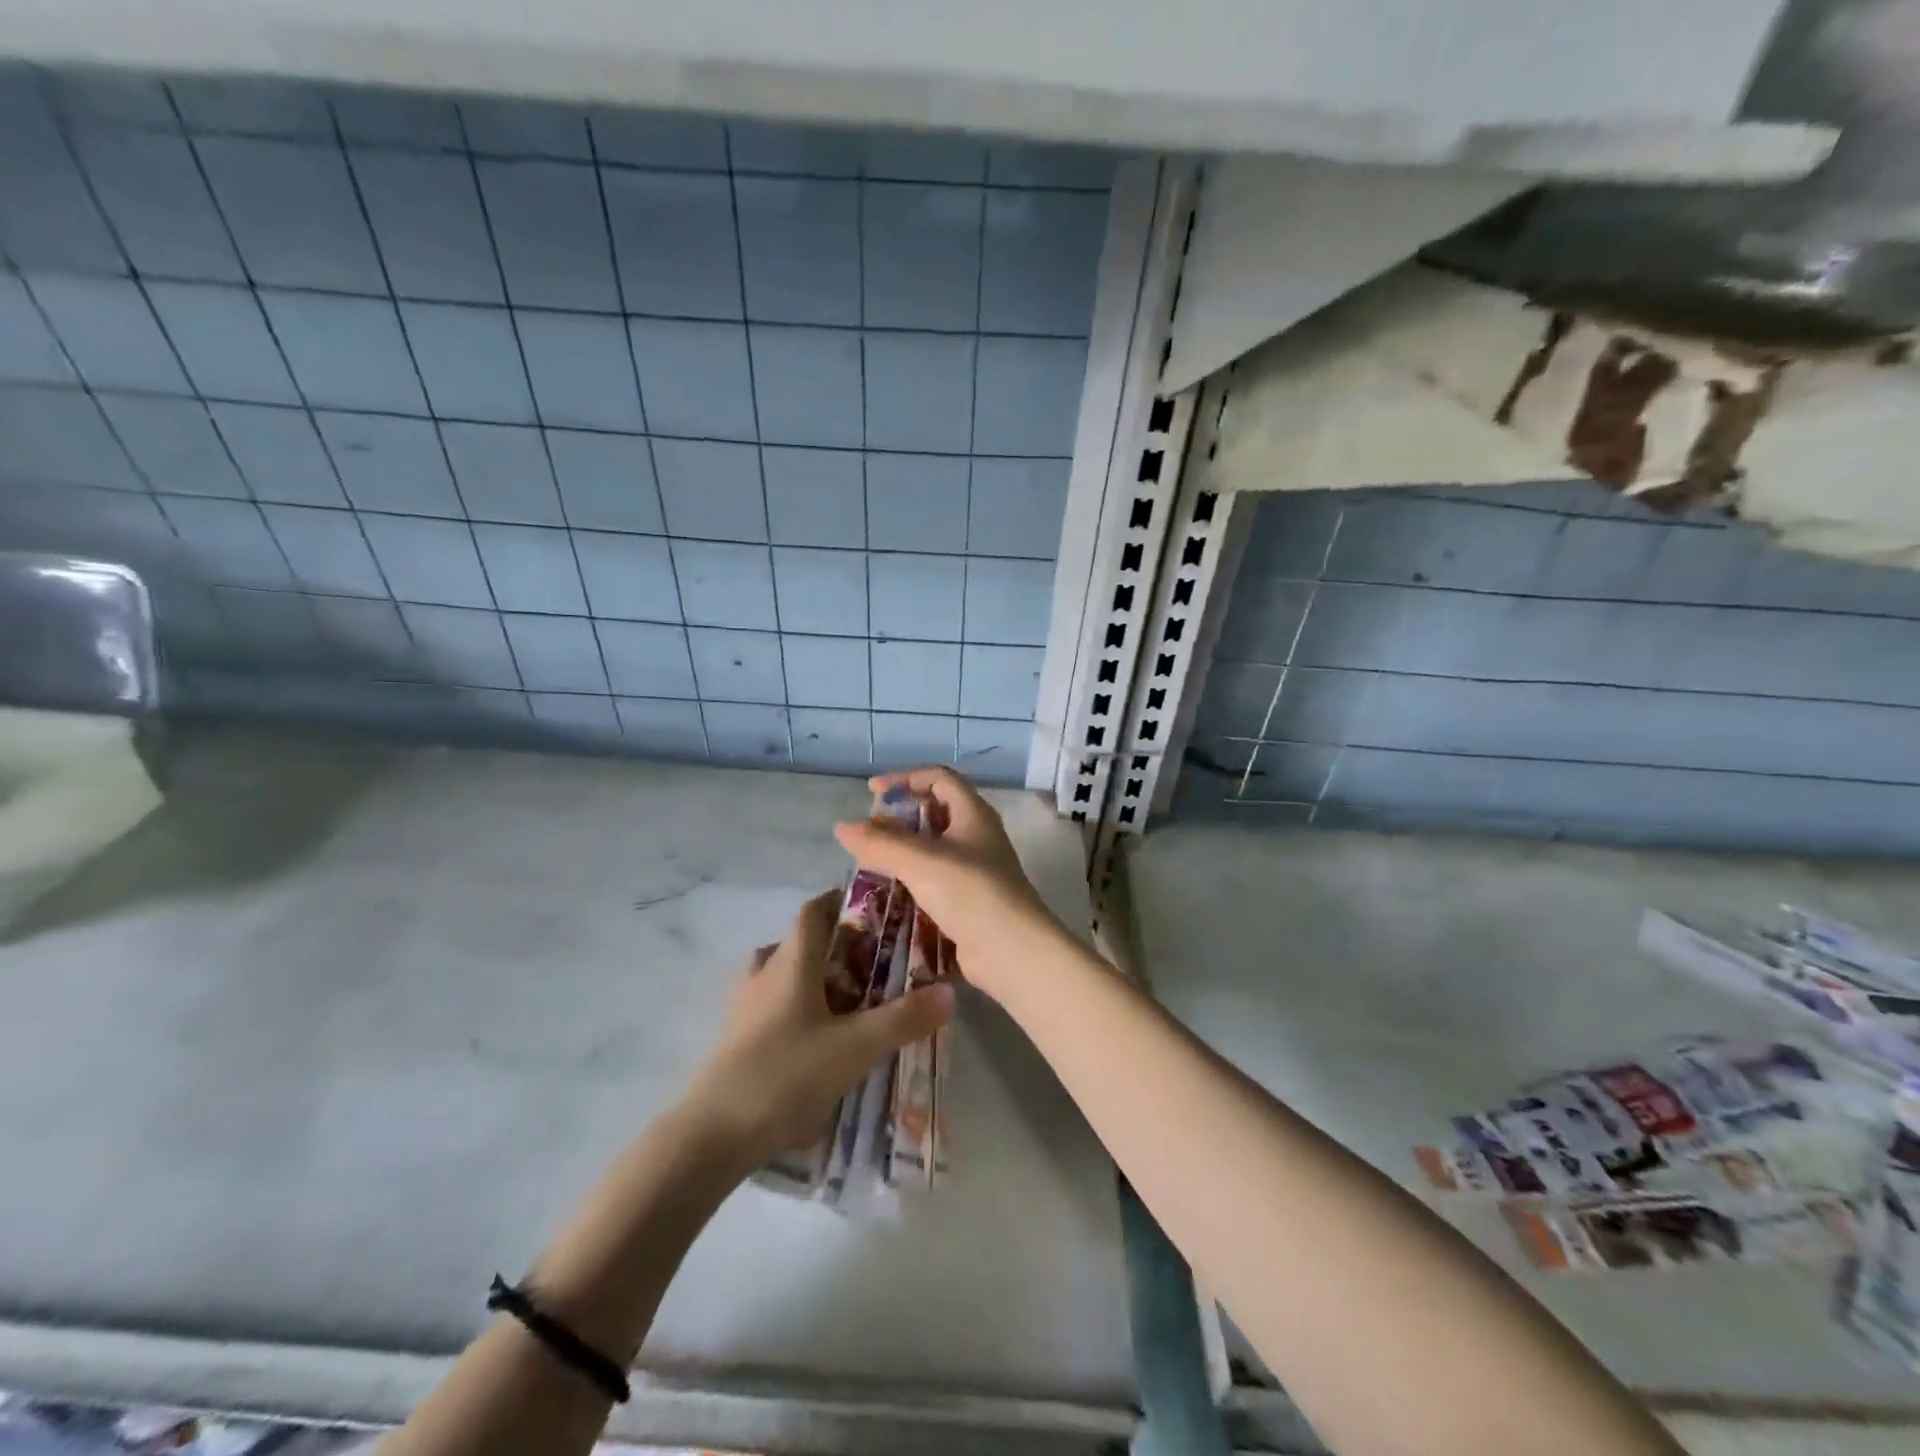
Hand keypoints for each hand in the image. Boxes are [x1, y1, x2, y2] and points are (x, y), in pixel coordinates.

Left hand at [682, 890, 954, 1166]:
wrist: (713, 1135)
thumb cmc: (786, 1075)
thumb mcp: (855, 1047)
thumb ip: (904, 1018)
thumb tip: (950, 991)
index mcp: (790, 962)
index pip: (814, 911)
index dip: (841, 901)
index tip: (874, 908)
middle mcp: (764, 974)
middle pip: (799, 943)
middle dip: (836, 948)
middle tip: (873, 964)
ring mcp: (744, 1008)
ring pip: (783, 976)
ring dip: (814, 980)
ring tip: (849, 1002)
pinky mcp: (736, 1040)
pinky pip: (771, 1008)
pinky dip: (797, 1010)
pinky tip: (819, 1041)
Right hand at [832, 768, 1062, 1000]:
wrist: (1012, 951)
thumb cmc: (970, 892)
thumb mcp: (921, 861)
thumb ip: (880, 842)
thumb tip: (842, 827)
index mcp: (973, 814)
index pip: (939, 778)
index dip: (905, 778)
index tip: (873, 791)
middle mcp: (977, 837)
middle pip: (936, 813)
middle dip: (900, 818)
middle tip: (869, 831)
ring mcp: (975, 871)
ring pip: (933, 850)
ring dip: (903, 852)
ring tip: (870, 863)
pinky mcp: (969, 901)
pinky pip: (935, 881)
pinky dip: (911, 881)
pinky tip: (888, 894)